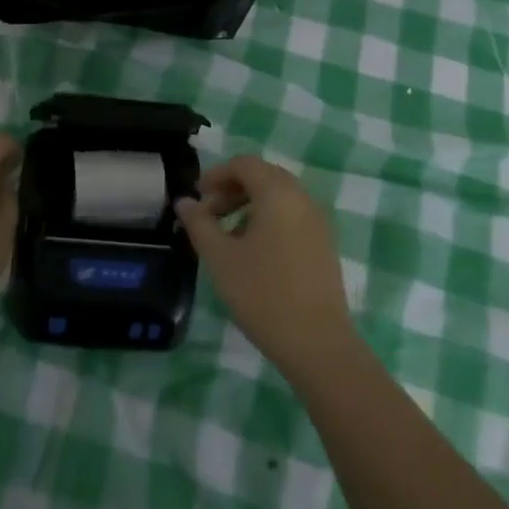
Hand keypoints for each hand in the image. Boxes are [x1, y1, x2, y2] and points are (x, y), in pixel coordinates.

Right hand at [176, 155, 355, 376]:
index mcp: (278, 193)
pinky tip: (254, 252)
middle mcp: (302, 198)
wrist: (318, 344)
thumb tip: (184, 202)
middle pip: (263, 176)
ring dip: (249, 204)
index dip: (216, 174)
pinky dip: (269, 219)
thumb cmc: (263, 295)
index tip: (197, 197)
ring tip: (228, 235)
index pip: (244, 164)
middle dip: (232, 188)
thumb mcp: (221, 258)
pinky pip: (292, 215)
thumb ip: (200, 224)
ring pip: (279, 196)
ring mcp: (318, 221)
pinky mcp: (324, 243)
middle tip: (209, 214)